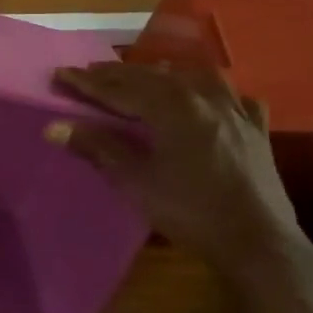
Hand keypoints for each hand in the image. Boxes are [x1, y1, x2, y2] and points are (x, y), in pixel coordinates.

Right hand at [50, 55, 302, 276]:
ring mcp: (236, 110)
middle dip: (119, 74)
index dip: (87, 82)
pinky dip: (214, 93)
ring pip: (194, 78)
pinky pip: (233, 98)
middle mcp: (204, 96)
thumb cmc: (190, 210)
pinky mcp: (257, 130)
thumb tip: (55, 127)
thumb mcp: (136, 182)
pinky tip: (213, 99)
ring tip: (147, 76)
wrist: (256, 241)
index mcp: (172, 106)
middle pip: (154, 77)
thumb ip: (98, 148)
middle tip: (91, 71)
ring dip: (164, 75)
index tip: (60, 73)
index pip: (119, 88)